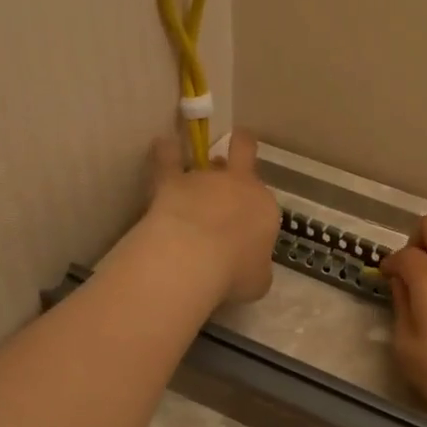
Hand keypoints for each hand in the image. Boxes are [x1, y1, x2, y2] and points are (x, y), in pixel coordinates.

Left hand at [142, 129, 278, 304]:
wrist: (194, 257)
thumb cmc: (234, 273)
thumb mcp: (257, 281)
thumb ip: (256, 269)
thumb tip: (250, 269)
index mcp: (264, 209)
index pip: (263, 204)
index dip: (254, 212)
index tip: (244, 230)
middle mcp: (239, 186)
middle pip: (244, 153)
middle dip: (242, 148)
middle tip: (237, 148)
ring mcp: (205, 179)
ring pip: (204, 158)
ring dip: (198, 163)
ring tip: (188, 165)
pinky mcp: (172, 181)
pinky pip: (167, 158)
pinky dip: (165, 152)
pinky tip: (162, 145)